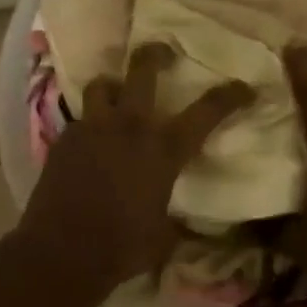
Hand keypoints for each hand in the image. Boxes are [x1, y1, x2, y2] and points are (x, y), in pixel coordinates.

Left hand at [21, 41, 254, 289]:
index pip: (207, 111)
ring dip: (113, 86)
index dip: (231, 95)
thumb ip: (175, 219)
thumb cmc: (121, 247)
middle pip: (143, 68)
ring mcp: (93, 128)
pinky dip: (90, 123)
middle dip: (156, 54)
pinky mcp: (64, 139)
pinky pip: (80, 118)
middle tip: (164, 53)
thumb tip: (183, 223)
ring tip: (117, 94)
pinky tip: (90, 142)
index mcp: (164, 149)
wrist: (61, 253)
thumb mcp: (163, 235)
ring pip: (102, 84)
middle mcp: (130, 126)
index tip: (245, 88)